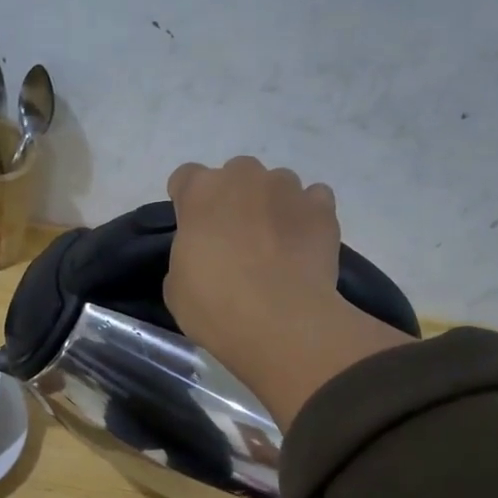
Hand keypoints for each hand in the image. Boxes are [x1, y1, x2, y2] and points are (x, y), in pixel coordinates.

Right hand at [165, 157, 412, 428]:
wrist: (280, 322)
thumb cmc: (215, 306)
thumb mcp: (176, 288)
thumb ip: (186, 257)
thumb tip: (202, 257)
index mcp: (200, 193)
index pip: (185, 178)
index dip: (188, 203)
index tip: (192, 229)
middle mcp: (244, 177)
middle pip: (235, 175)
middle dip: (233, 199)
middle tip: (234, 240)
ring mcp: (288, 189)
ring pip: (276, 185)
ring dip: (271, 206)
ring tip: (274, 246)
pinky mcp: (322, 209)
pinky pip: (313, 200)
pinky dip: (306, 216)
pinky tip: (302, 245)